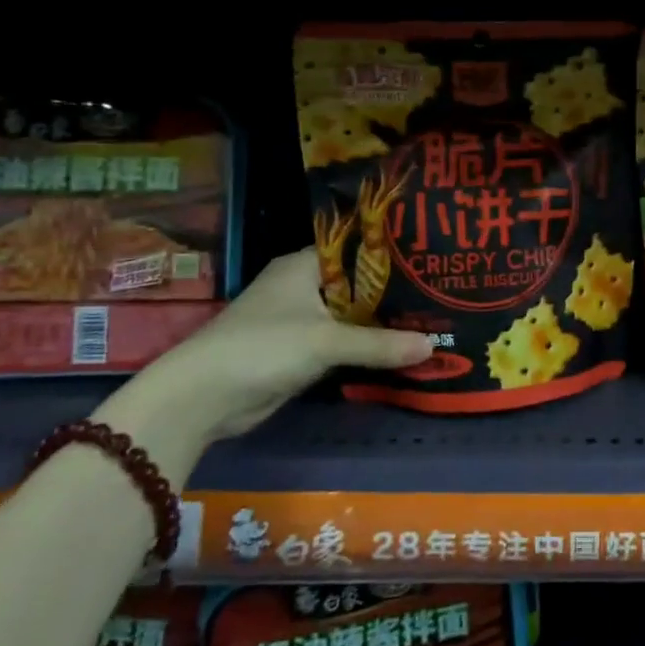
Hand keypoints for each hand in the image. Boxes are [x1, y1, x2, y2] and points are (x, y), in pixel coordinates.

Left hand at [96, 248, 432, 477]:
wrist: (204, 398)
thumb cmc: (263, 347)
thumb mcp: (326, 341)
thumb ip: (379, 344)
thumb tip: (432, 346)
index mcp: (302, 265)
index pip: (355, 247)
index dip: (390, 252)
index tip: (429, 255)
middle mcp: (302, 286)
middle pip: (358, 283)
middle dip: (394, 291)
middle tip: (441, 290)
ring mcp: (301, 321)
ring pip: (352, 315)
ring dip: (382, 321)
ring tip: (432, 317)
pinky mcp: (300, 352)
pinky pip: (343, 343)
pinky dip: (366, 346)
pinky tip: (401, 347)